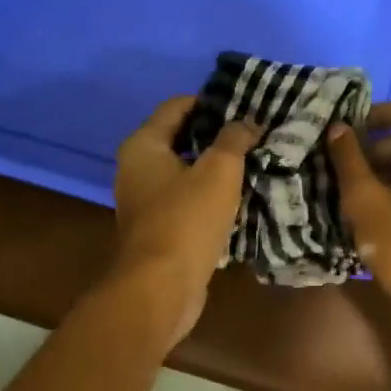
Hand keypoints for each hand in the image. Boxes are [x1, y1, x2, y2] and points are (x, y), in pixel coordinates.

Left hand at [110, 97, 259, 345]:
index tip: (245, 105)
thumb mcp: (219, 171)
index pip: (177, 106)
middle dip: (216, 135)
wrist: (161, 288)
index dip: (211, 102)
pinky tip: (238, 197)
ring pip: (185, 171)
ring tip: (252, 162)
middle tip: (254, 133)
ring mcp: (144, 201)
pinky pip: (186, 199)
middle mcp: (136, 168)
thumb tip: (247, 122)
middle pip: (180, 138)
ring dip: (214, 167)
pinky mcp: (157, 228)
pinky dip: (208, 194)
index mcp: (143, 145)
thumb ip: (234, 139)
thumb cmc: (186, 220)